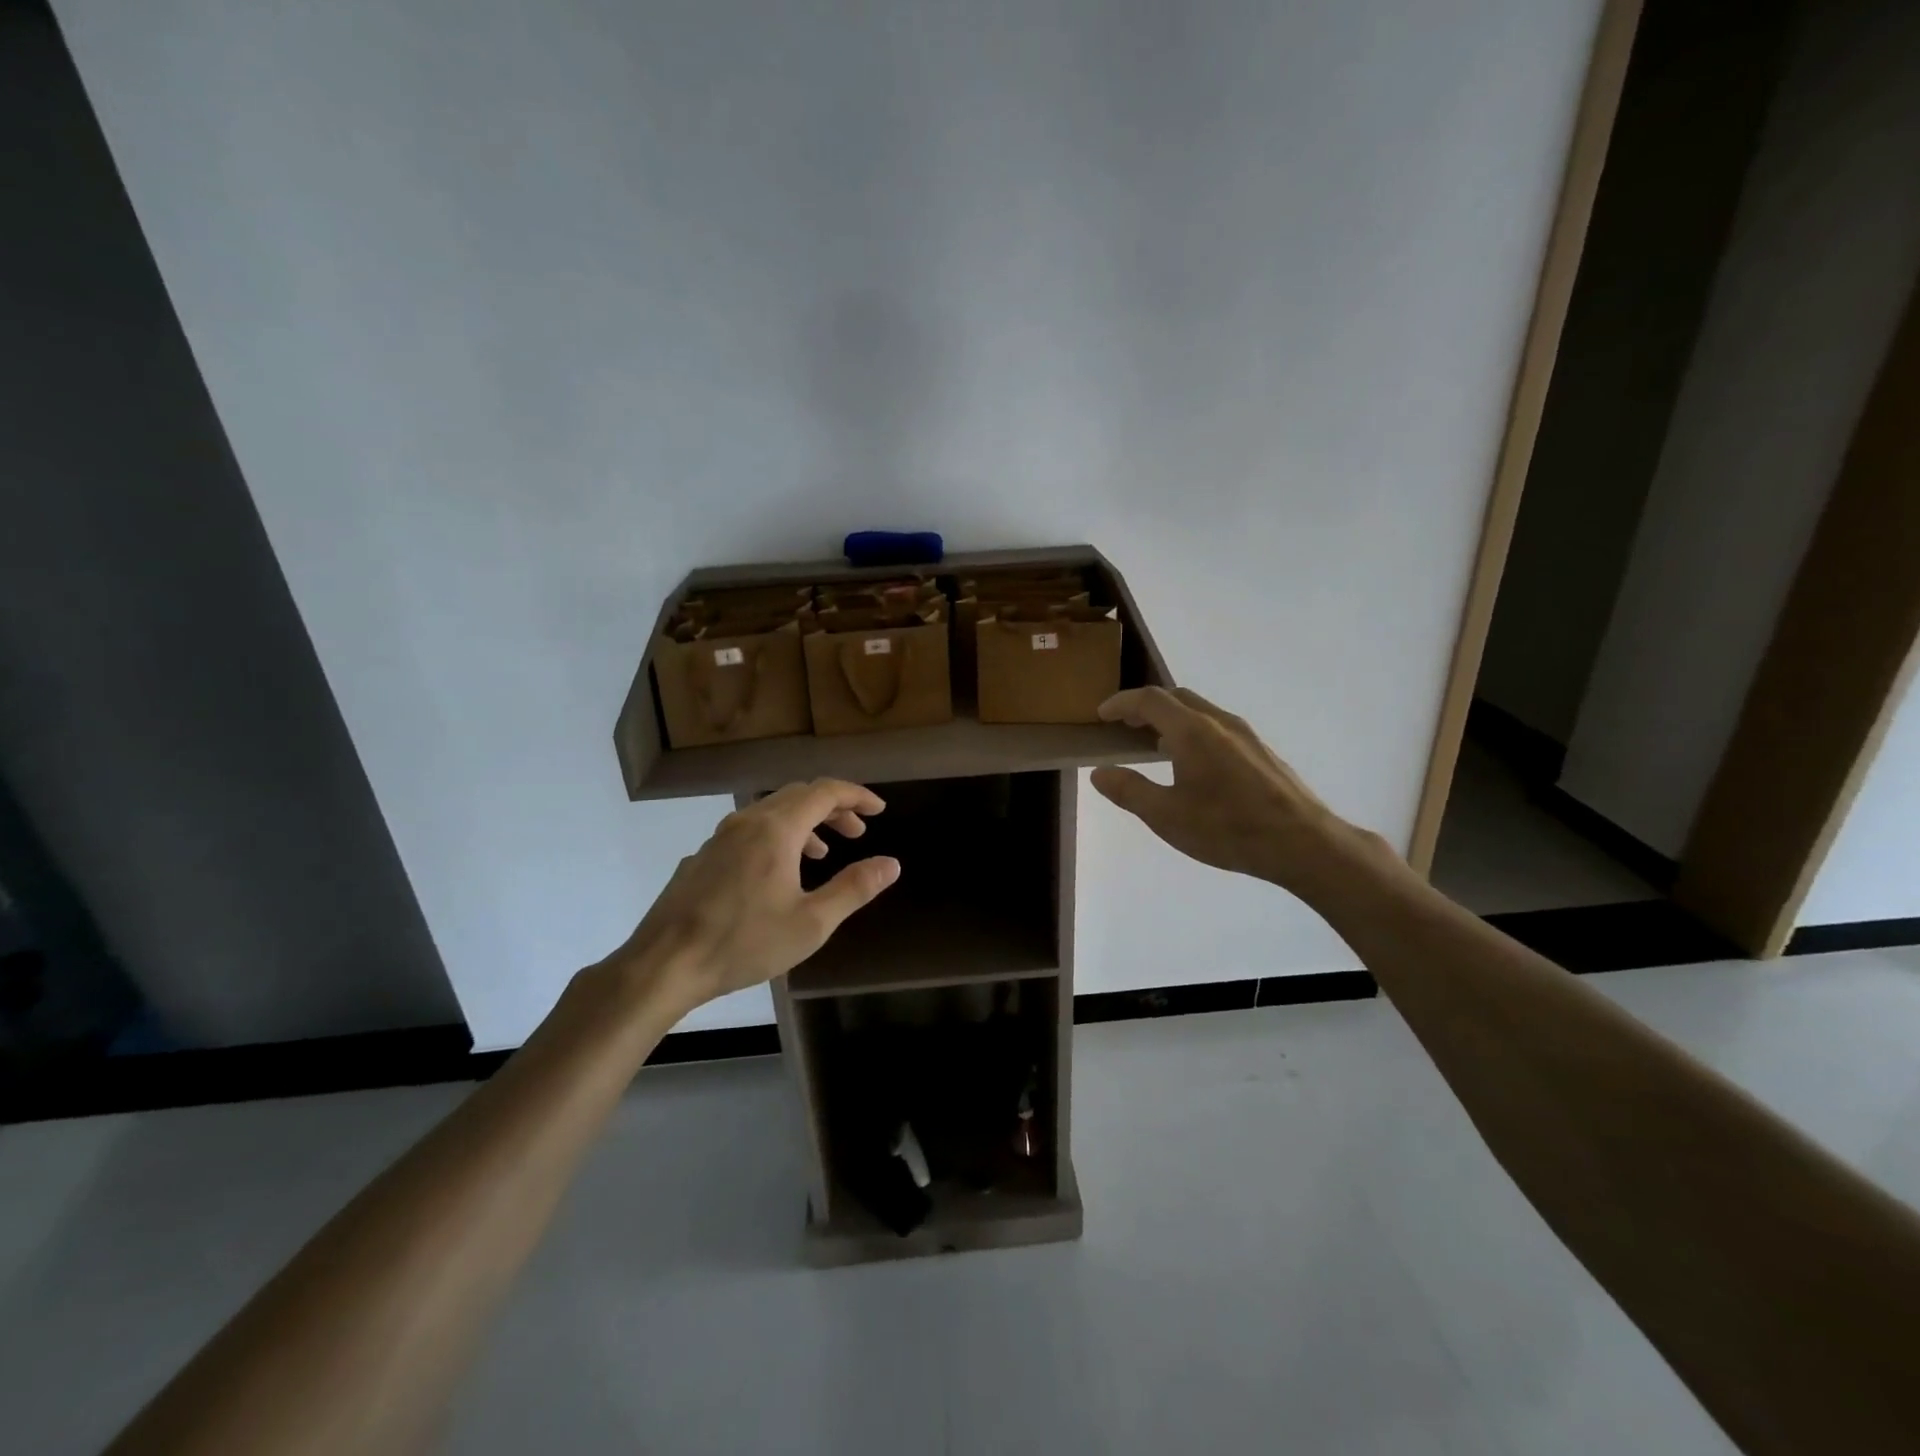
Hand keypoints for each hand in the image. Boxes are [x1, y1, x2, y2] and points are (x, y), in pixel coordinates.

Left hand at [604, 779, 899, 1008]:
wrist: (663, 965)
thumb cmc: (744, 943)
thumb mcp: (812, 923)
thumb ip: (854, 888)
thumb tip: (891, 863)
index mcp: (776, 829)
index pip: (825, 792)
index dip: (856, 796)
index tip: (880, 810)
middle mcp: (747, 822)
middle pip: (798, 796)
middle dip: (833, 809)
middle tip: (858, 832)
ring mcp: (719, 838)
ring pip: (771, 813)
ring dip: (804, 824)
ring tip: (822, 853)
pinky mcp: (702, 858)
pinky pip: (748, 831)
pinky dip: (776, 837)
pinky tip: (776, 874)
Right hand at [1090, 687, 1380, 897]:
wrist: (1303, 843)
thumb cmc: (1228, 828)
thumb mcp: (1167, 816)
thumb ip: (1129, 791)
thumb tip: (1100, 773)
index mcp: (1192, 731)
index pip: (1149, 700)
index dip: (1122, 702)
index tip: (1102, 714)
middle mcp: (1219, 722)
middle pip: (1177, 697)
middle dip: (1146, 706)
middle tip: (1124, 724)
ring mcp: (1245, 735)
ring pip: (1200, 711)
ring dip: (1171, 718)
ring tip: (1154, 744)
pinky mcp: (1261, 751)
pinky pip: (1217, 727)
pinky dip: (1193, 731)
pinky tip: (1193, 763)